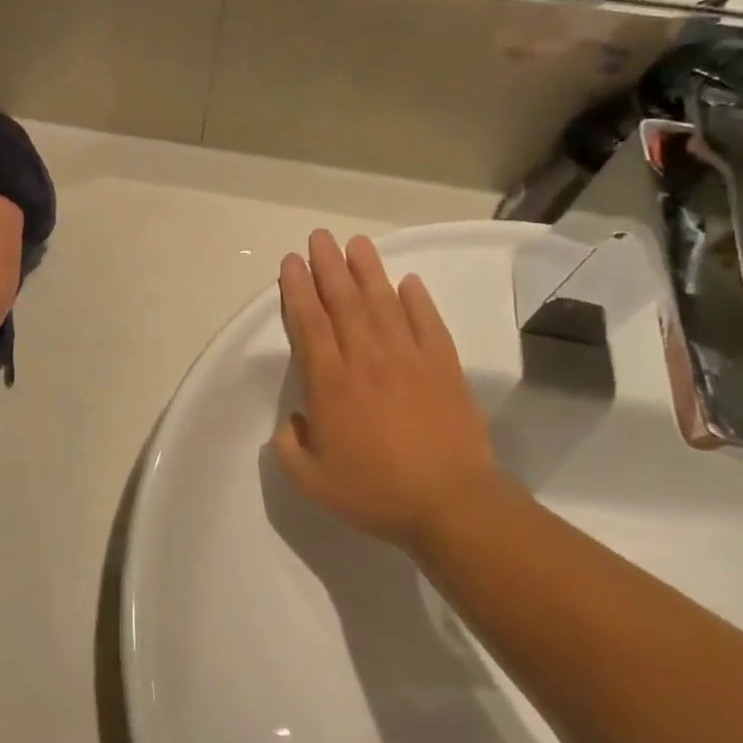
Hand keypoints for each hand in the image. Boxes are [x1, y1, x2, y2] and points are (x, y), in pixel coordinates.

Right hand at [275, 231, 499, 549]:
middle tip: (319, 237)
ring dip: (368, 270)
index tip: (291, 262)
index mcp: (330, 384)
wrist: (452, 506)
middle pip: (344, 301)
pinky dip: (418, 300)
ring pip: (384, 303)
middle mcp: (366, 360)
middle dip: (328, 265)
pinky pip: (427, 323)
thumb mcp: (311, 481)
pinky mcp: (444, 368)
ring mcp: (409, 360)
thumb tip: (293, 422)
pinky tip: (409, 281)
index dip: (298, 288)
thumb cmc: (376, 493)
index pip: (309, 323)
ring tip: (357, 242)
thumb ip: (289, 447)